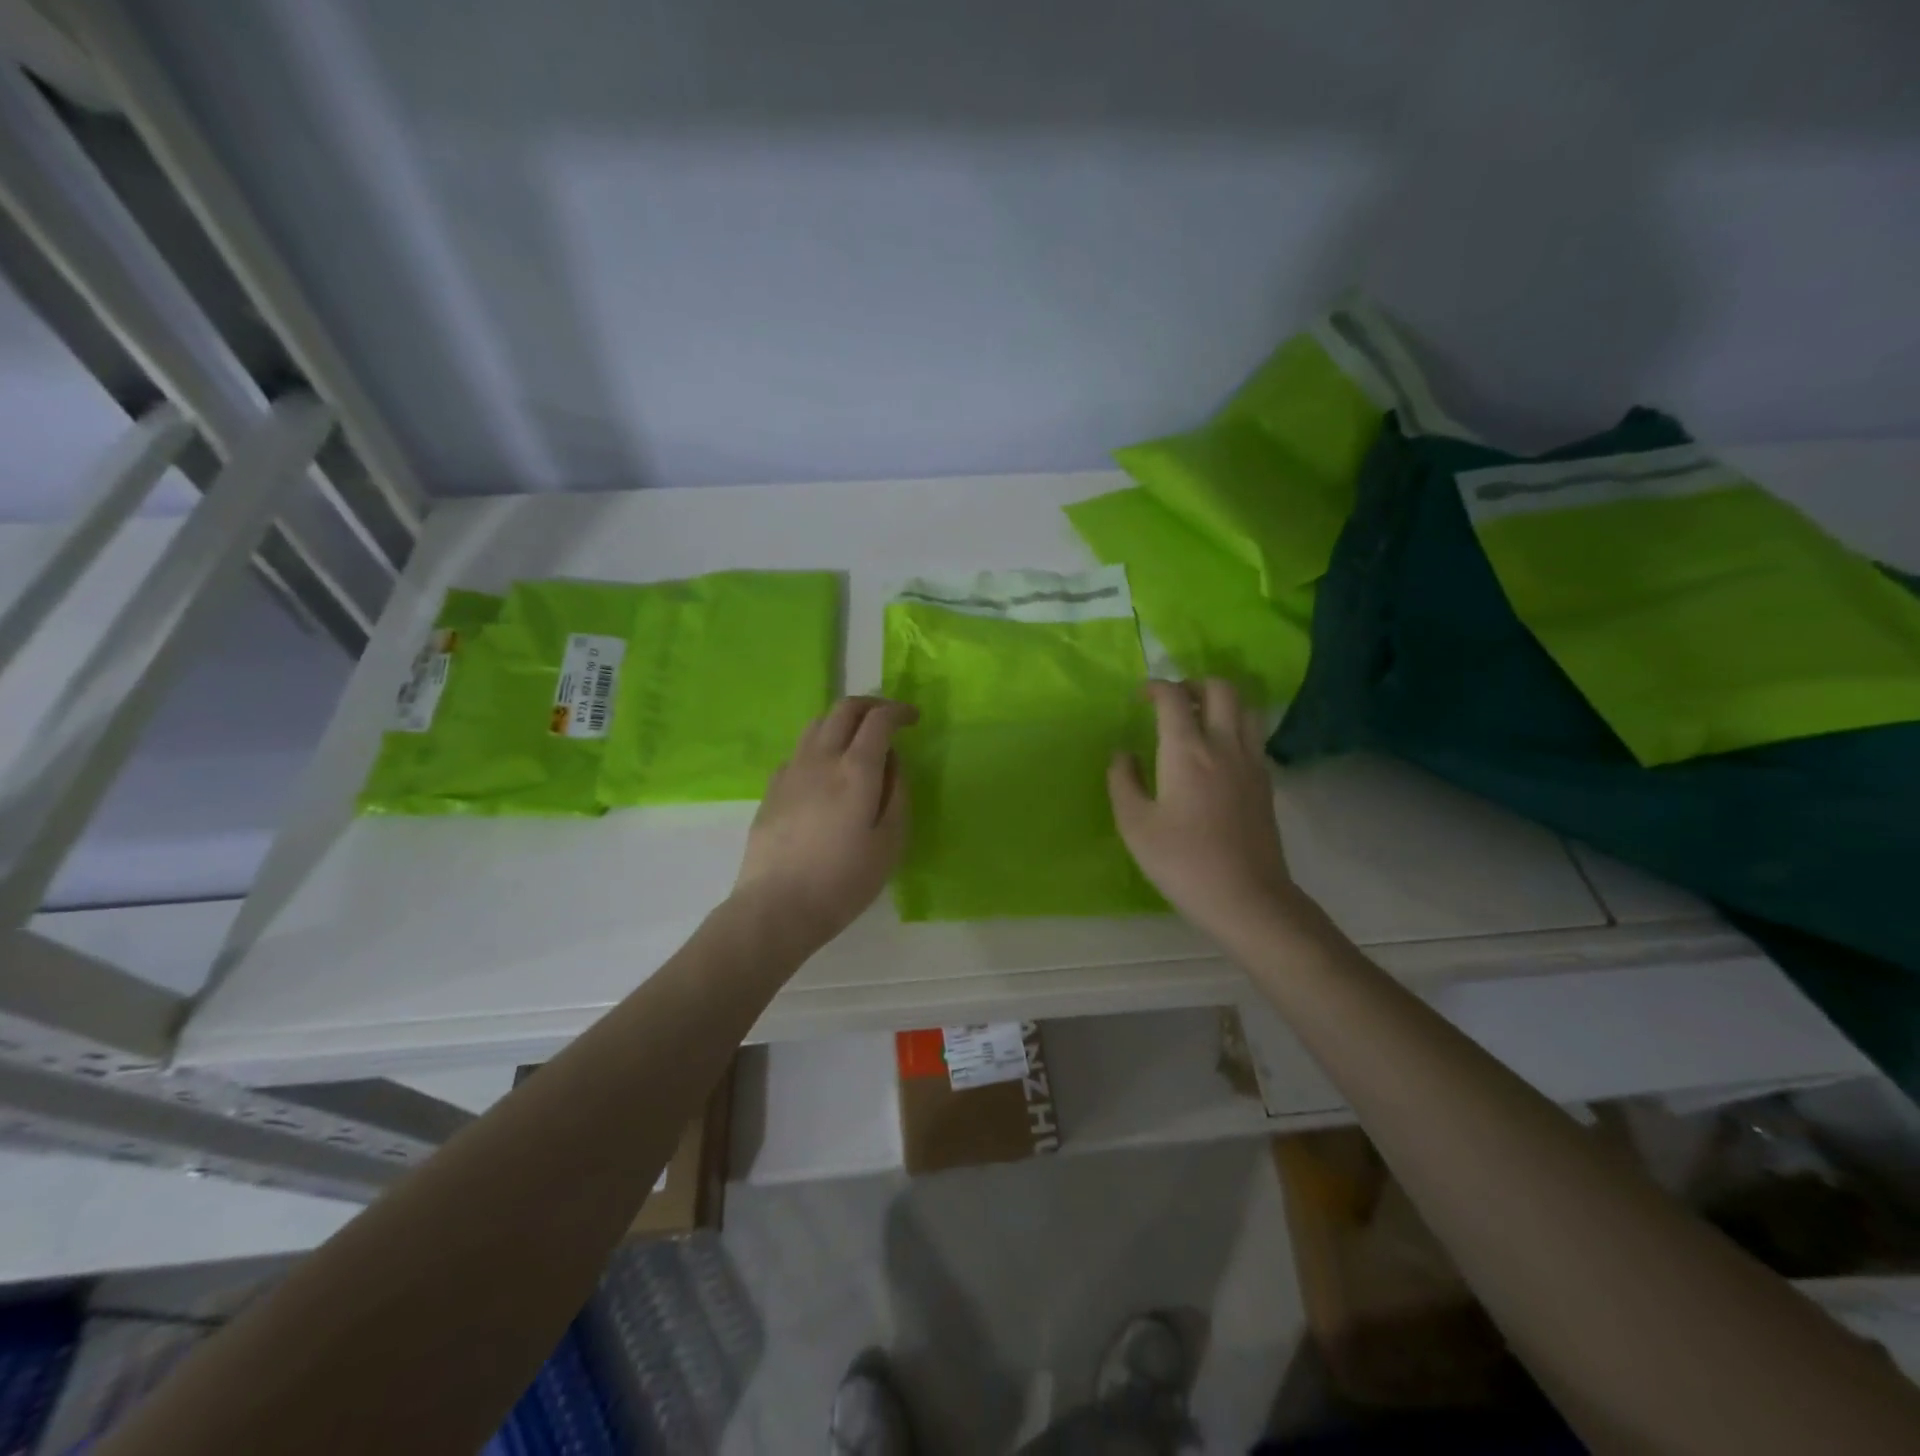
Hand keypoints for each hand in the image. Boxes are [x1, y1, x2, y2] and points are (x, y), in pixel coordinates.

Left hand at [732, 696, 918, 954]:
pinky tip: (826, 771)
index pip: (878, 720)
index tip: (913, 718)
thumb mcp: (890, 842)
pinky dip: (820, 745)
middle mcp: (821, 759)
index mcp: (856, 770)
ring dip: (842, 720)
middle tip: (888, 718)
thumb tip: (892, 761)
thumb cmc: (843, 881)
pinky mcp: (772, 788)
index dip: (899, 711)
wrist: (776, 907)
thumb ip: (897, 794)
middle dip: (871, 705)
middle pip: (844, 709)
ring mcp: (791, 771)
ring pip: (817, 724)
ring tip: (858, 739)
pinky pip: (799, 750)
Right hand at [1108, 679, 1313, 945]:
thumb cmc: (1182, 861)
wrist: (1246, 897)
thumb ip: (1123, 781)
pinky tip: (1218, 751)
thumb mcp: (1135, 825)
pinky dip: (1235, 725)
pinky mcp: (1266, 781)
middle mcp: (1224, 745)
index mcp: (1187, 751)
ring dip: (1220, 701)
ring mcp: (1251, 762)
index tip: (1139, 697)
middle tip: (1172, 702)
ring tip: (1198, 718)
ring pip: (1246, 707)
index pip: (1173, 698)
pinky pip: (1254, 734)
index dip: (1154, 687)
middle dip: (1193, 684)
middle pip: (1221, 688)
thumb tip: (1123, 754)